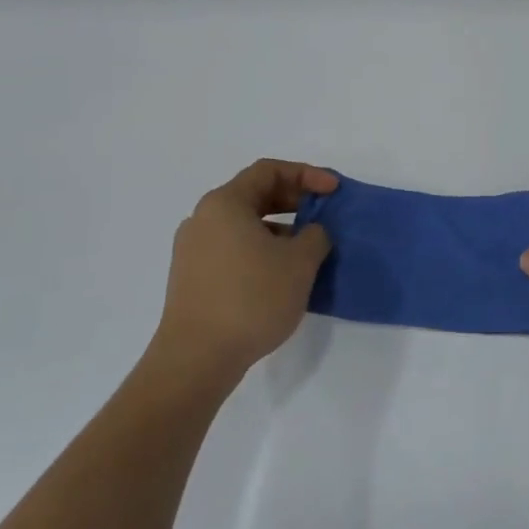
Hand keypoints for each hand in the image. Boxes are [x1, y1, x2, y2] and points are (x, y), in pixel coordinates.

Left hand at [146, 159, 335, 390]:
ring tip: (310, 249)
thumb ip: (316, 235)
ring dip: (281, 228)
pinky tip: (284, 274)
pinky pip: (235, 248)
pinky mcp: (194, 277)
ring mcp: (194, 249)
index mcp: (225, 204)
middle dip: (295, 200)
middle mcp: (203, 219)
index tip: (334, 190)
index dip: (307, 174)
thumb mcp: (300, 262)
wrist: (197, 358)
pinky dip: (263, 249)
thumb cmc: (252, 298)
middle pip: (255, 195)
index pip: (269, 171)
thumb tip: (312, 232)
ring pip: (245, 224)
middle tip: (325, 214)